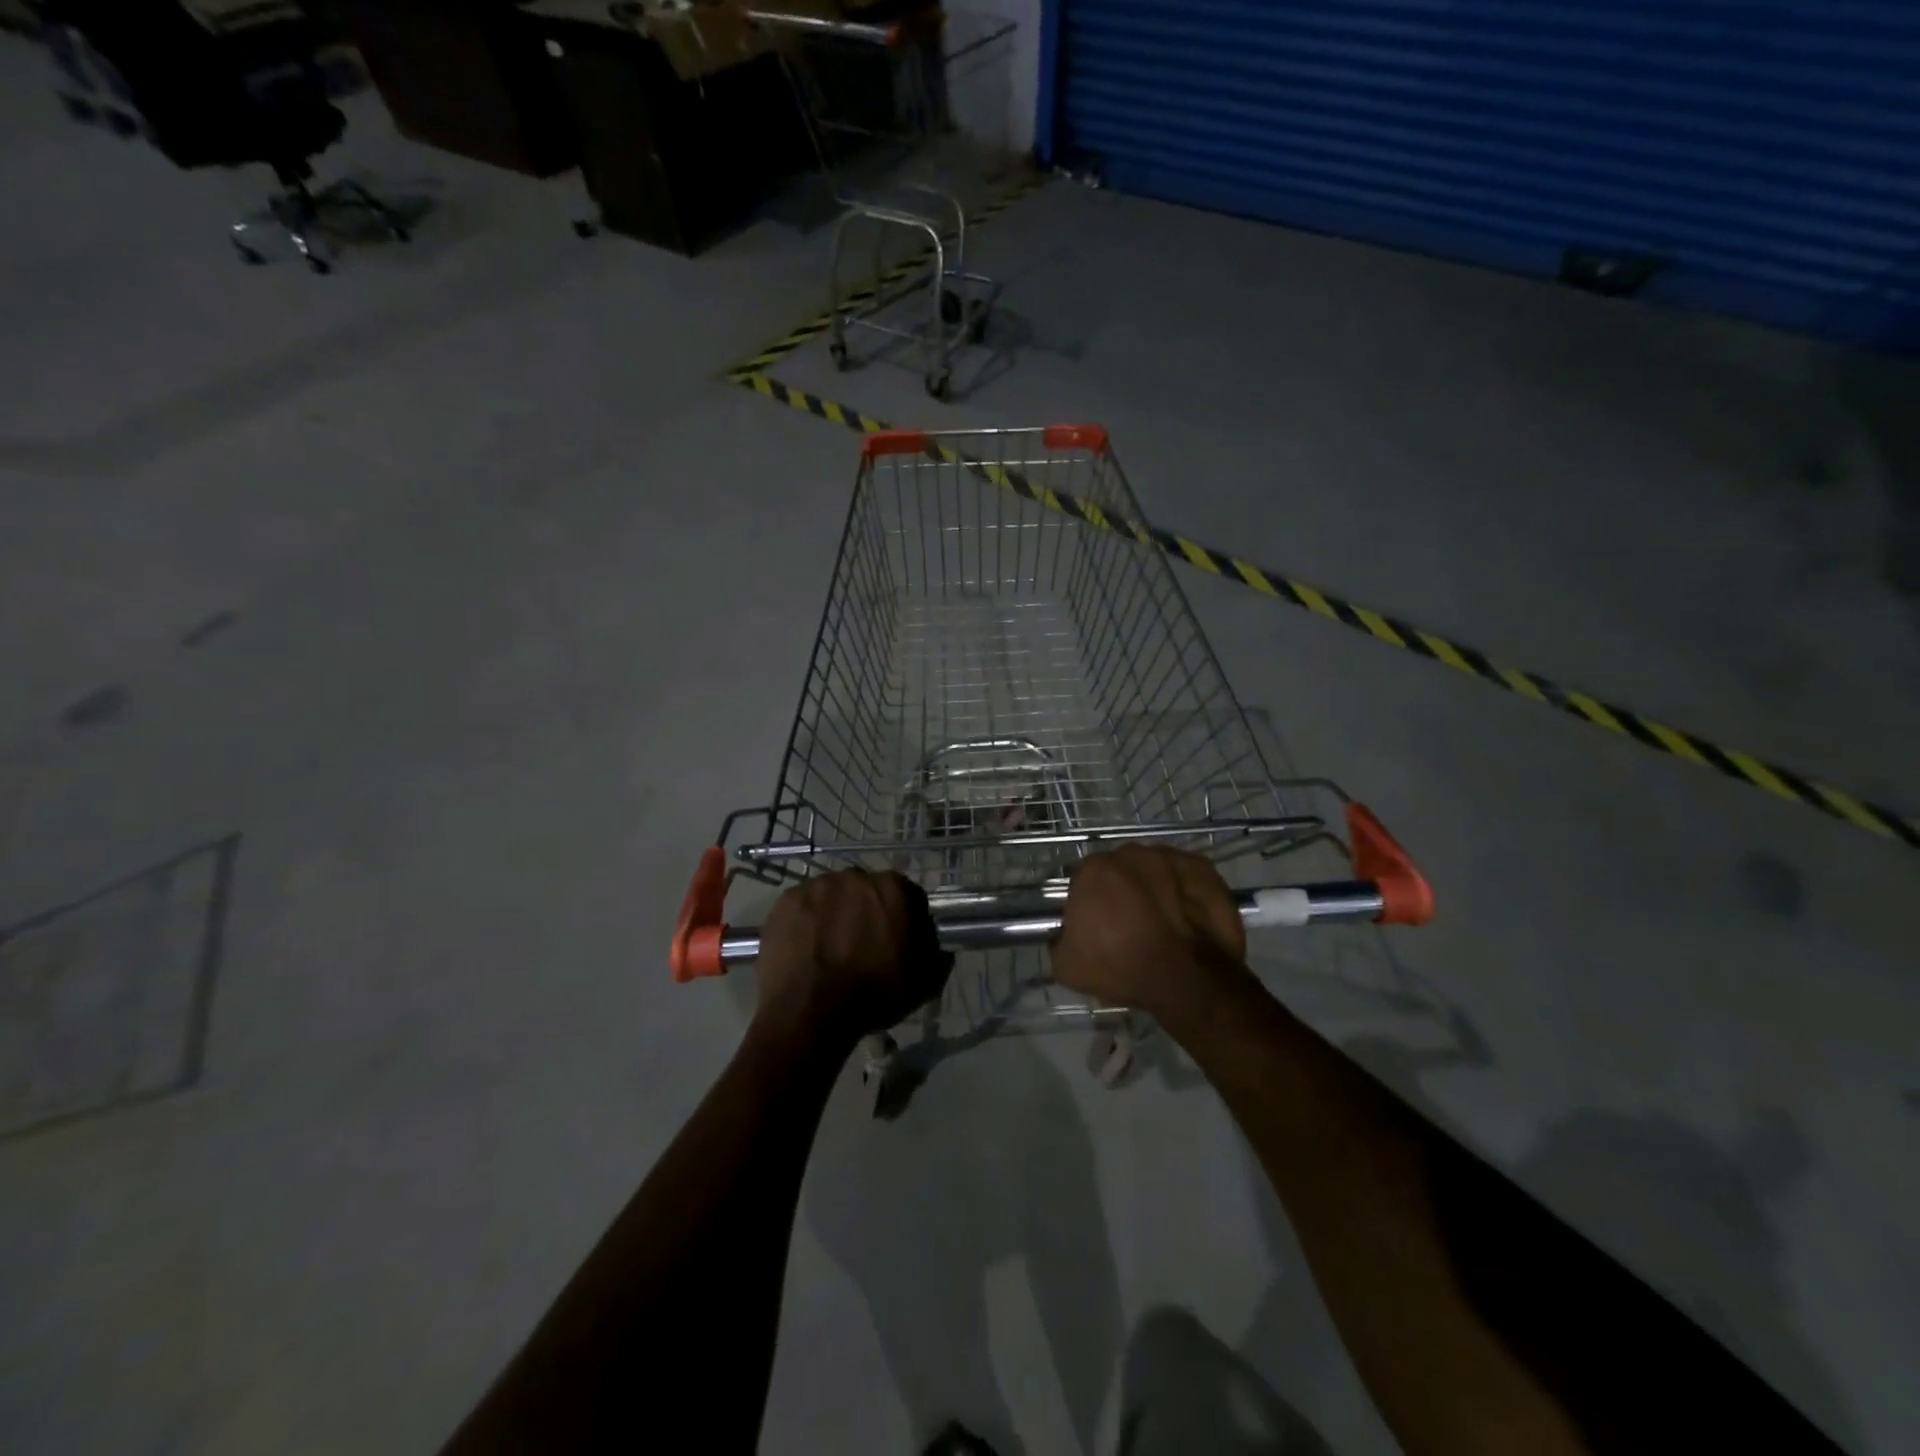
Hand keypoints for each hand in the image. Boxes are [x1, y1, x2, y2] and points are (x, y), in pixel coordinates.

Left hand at [753, 869, 950, 1044]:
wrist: (811, 1011)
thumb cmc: (874, 994)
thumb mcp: (924, 984)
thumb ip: (937, 956)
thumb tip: (938, 946)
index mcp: (894, 889)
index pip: (907, 896)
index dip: (904, 919)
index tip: (897, 942)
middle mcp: (856, 876)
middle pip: (866, 891)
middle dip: (866, 912)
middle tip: (861, 946)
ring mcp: (816, 886)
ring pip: (832, 896)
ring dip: (835, 913)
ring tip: (829, 948)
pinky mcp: (786, 901)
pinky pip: (803, 907)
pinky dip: (806, 922)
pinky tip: (806, 949)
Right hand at [1051, 845, 1246, 1016]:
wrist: (1188, 979)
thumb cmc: (1123, 967)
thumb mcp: (1067, 966)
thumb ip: (1059, 940)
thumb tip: (1065, 935)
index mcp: (1094, 870)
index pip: (1084, 880)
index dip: (1089, 903)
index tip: (1097, 926)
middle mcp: (1130, 853)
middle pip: (1120, 870)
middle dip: (1122, 891)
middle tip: (1130, 924)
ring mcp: (1171, 857)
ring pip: (1154, 870)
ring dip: (1154, 888)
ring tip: (1164, 923)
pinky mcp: (1203, 868)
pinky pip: (1186, 877)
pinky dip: (1185, 892)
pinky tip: (1188, 918)